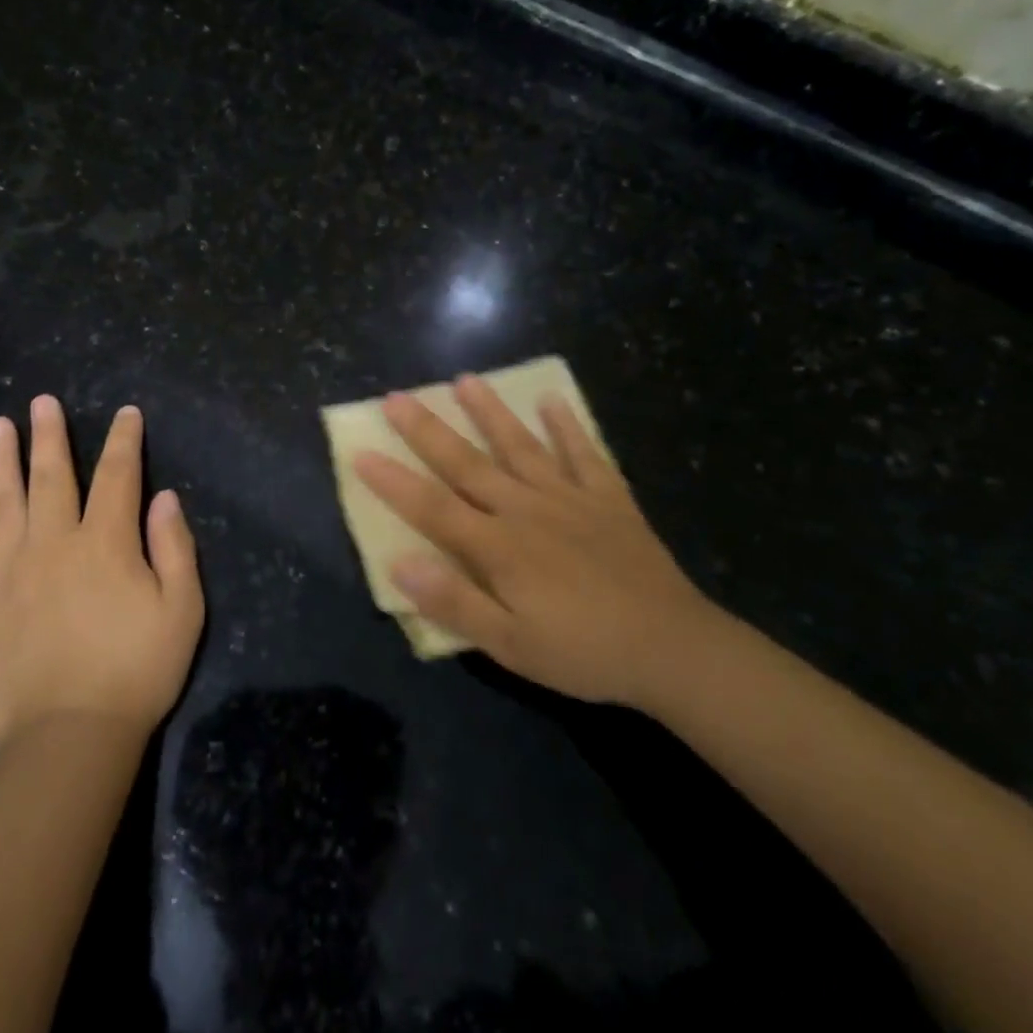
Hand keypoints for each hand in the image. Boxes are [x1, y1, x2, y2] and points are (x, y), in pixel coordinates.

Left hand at [0, 396, 204, 748]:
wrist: (70, 737)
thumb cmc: (137, 671)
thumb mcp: (182, 609)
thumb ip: (174, 547)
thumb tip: (163, 496)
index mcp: (105, 543)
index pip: (116, 476)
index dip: (123, 441)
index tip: (126, 414)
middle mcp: (52, 545)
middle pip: (51, 477)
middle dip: (50, 436)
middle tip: (42, 401)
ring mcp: (8, 574)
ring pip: (0, 504)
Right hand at [353, 374, 717, 709]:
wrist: (671, 648)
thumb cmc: (582, 652)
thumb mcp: (511, 646)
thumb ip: (455, 603)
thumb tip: (400, 564)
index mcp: (499, 547)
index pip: (433, 508)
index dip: (394, 482)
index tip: (361, 452)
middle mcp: (527, 510)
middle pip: (468, 464)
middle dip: (428, 430)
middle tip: (397, 397)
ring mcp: (570, 498)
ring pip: (520, 446)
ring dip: (490, 411)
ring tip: (465, 379)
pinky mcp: (608, 498)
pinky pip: (584, 453)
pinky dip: (568, 425)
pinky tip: (553, 399)